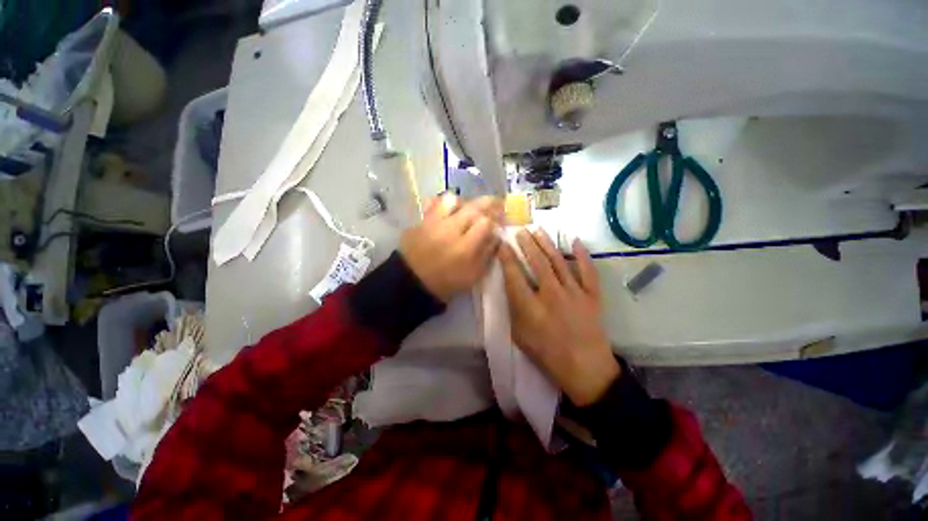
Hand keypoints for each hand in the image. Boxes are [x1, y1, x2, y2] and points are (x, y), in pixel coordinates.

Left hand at [400, 194, 503, 301]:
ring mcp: (433, 222)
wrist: (413, 281)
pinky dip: (442, 202)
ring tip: (467, 208)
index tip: (498, 222)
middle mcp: (449, 230)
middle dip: (487, 204)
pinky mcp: (421, 220)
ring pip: (452, 199)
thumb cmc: (446, 281)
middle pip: (472, 207)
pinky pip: (432, 202)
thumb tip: (496, 236)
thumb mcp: (473, 275)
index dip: (495, 220)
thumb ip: (486, 254)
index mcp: (464, 247)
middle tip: (494, 204)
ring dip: (464, 202)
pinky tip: (447, 209)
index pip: (485, 222)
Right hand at [499, 229, 619, 405]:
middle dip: (526, 244)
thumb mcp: (520, 335)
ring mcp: (574, 293)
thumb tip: (511, 286)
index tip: (502, 244)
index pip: (514, 275)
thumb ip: (514, 308)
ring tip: (538, 230)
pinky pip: (588, 271)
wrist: (586, 369)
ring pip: (558, 261)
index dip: (506, 257)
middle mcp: (551, 295)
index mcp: (530, 307)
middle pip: (537, 262)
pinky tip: (574, 241)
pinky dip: (582, 255)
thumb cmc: (547, 354)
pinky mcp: (592, 296)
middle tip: (520, 231)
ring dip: (546, 244)